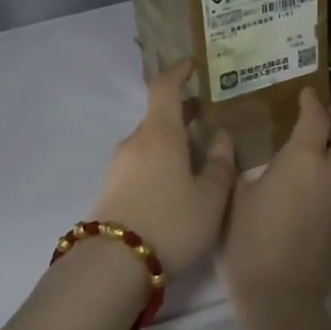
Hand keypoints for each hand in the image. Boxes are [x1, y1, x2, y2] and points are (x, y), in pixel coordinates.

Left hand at [89, 60, 236, 275]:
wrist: (114, 263)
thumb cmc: (172, 222)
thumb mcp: (210, 198)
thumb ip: (219, 165)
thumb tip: (220, 137)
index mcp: (160, 133)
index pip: (164, 87)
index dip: (178, 72)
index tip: (192, 66)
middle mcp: (136, 141)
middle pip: (158, 115)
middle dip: (181, 113)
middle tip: (206, 116)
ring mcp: (119, 164)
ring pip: (149, 141)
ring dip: (171, 140)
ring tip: (196, 154)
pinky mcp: (110, 187)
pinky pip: (140, 161)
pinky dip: (159, 160)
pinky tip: (174, 182)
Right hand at [219, 88, 330, 329]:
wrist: (282, 298)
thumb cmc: (248, 244)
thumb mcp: (232, 199)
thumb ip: (233, 165)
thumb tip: (228, 141)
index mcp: (303, 161)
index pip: (316, 118)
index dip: (311, 102)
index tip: (304, 94)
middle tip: (325, 112)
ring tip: (330, 135)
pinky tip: (327, 168)